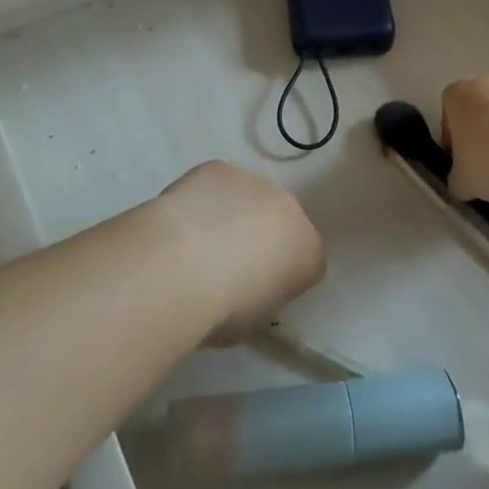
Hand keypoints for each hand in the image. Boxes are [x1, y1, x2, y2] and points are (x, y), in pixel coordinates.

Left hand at [157, 161, 325, 344]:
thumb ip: (263, 296)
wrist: (181, 265)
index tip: (257, 292)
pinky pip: (217, 184)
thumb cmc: (223, 308)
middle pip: (281, 222)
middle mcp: (290, 208)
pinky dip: (205, 198)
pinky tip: (183, 221)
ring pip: (249, 198)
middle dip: (262, 237)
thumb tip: (249, 287)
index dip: (282, 277)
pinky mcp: (220, 167)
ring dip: (233, 214)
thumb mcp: (254, 321)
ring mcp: (255, 181)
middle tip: (228, 265)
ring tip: (198, 242)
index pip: (307, 262)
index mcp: (308, 251)